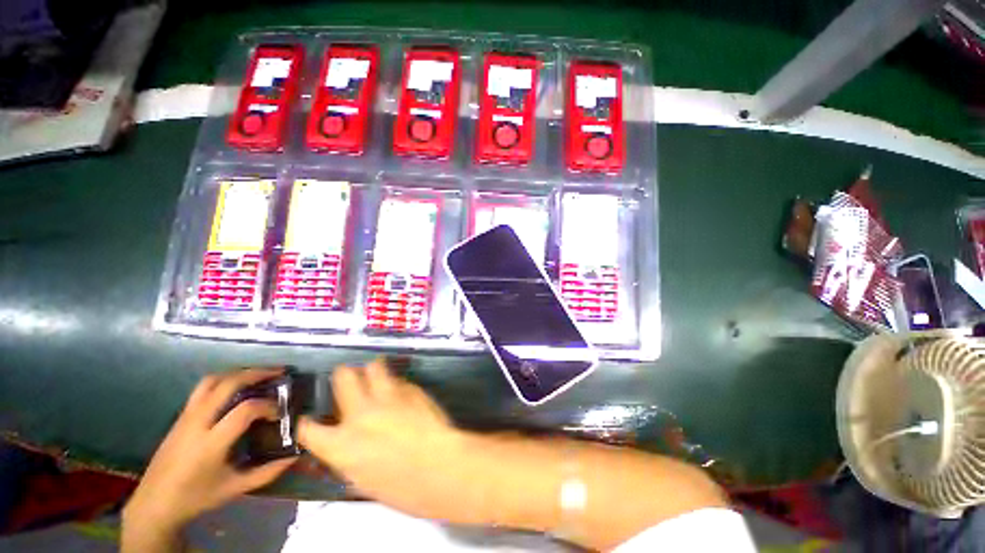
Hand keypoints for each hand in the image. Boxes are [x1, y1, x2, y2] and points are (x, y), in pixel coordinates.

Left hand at [124, 368, 295, 534]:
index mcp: (210, 443)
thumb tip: (294, 456)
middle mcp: (197, 423)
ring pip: (213, 380)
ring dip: (239, 373)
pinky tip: (237, 387)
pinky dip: (225, 380)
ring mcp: (186, 416)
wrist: (154, 503)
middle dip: (257, 374)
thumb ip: (267, 472)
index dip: (268, 406)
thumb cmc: (196, 497)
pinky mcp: (181, 416)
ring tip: (258, 374)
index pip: (245, 410)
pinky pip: (204, 388)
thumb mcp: (234, 488)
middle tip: (278, 372)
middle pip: (228, 384)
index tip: (280, 412)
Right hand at [298, 359, 478, 521]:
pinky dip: (397, 386)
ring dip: (372, 371)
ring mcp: (387, 396)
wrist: (438, 466)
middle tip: (350, 379)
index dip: (308, 424)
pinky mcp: (411, 389)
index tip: (312, 420)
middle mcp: (360, 413)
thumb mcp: (362, 480)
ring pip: (374, 367)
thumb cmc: (401, 487)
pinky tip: (404, 395)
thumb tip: (347, 444)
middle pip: (344, 377)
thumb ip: (349, 455)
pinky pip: (400, 381)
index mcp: (340, 445)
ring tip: (377, 376)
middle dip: (344, 375)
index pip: (309, 429)